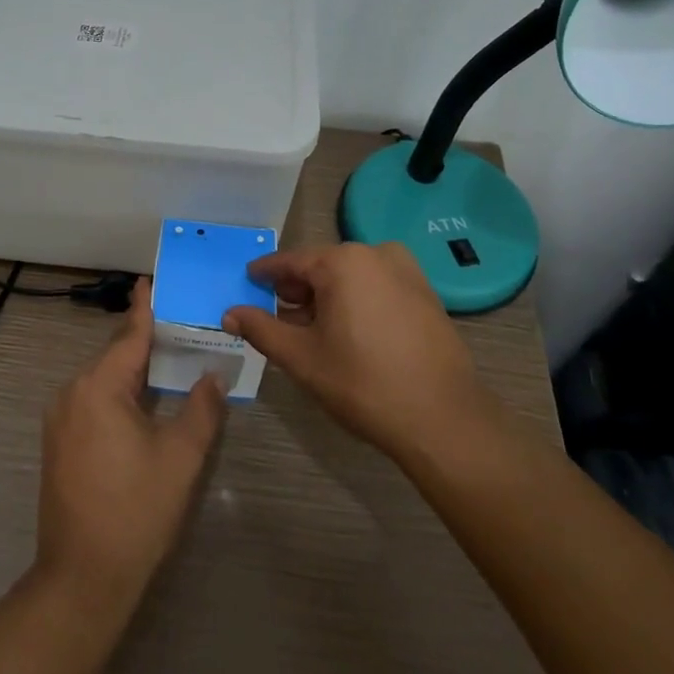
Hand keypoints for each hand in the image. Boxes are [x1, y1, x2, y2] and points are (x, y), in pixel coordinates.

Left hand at [36, 278, 225, 607]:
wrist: (82, 577)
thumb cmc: (136, 510)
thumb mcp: (180, 457)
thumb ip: (202, 409)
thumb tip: (213, 376)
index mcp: (99, 387)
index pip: (128, 336)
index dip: (143, 308)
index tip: (150, 280)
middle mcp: (72, 393)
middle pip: (114, 356)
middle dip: (143, 340)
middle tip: (177, 325)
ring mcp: (60, 419)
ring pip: (102, 380)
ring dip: (132, 370)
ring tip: (166, 359)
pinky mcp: (58, 443)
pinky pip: (92, 401)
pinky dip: (118, 392)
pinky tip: (141, 401)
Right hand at [224, 242, 496, 467]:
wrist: (443, 419)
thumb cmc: (363, 383)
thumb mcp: (302, 358)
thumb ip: (261, 329)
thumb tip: (229, 313)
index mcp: (342, 261)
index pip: (289, 261)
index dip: (264, 274)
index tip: (247, 282)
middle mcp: (375, 254)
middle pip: (321, 266)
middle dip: (296, 290)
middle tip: (276, 317)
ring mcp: (406, 271)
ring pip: (350, 277)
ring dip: (326, 297)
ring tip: (310, 331)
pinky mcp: (425, 293)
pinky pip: (376, 286)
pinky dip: (355, 301)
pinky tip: (348, 334)